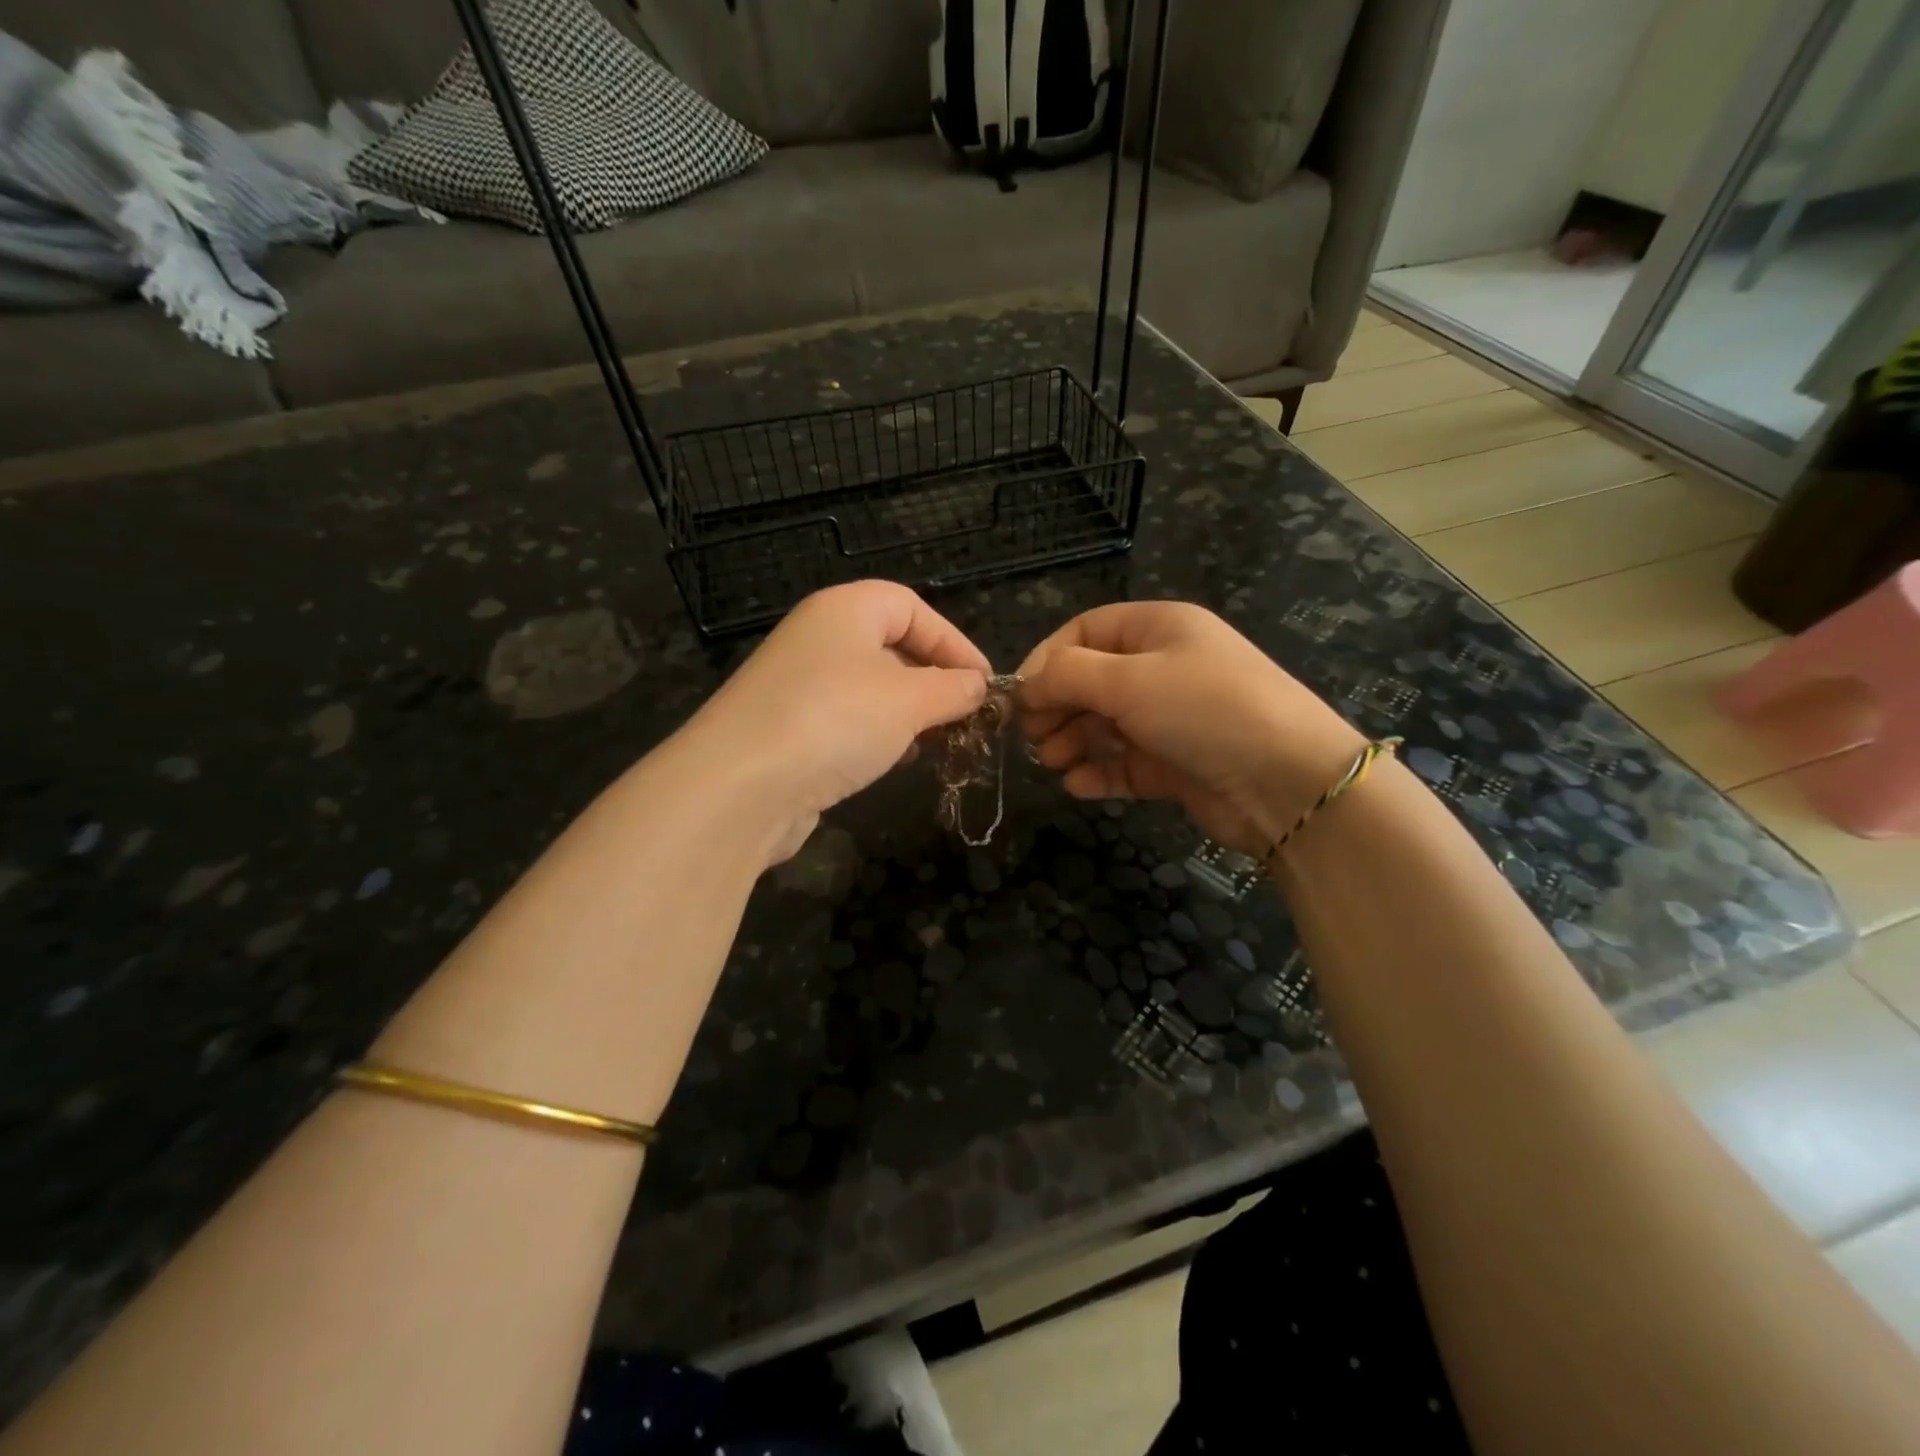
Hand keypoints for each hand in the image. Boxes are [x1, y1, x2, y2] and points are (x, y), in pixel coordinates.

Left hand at [688, 581, 990, 862]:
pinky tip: (895, 760)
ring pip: (869, 687)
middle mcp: (817, 638)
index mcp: (844, 610)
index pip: (911, 607)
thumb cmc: (835, 721)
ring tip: (938, 741)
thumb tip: (976, 687)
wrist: (739, 787)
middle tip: (965, 716)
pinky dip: (877, 735)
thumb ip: (951, 689)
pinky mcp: (787, 729)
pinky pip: (845, 720)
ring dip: (908, 712)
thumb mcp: (909, 700)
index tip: (983, 683)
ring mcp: (798, 685)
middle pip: (890, 645)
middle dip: (933, 679)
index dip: (954, 640)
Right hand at [1017, 602, 1363, 855]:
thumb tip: (1024, 685)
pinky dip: (1100, 771)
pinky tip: (1077, 785)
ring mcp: (1172, 718)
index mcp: (1158, 629)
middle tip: (1032, 736)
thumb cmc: (1204, 710)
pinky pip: (1126, 762)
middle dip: (1058, 706)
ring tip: (1052, 762)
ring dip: (1074, 740)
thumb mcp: (1128, 680)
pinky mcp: (1177, 763)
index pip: (1086, 632)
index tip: (1019, 696)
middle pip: (1092, 681)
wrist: (1287, 782)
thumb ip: (1066, 676)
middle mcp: (1164, 668)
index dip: (1048, 660)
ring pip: (1106, 724)